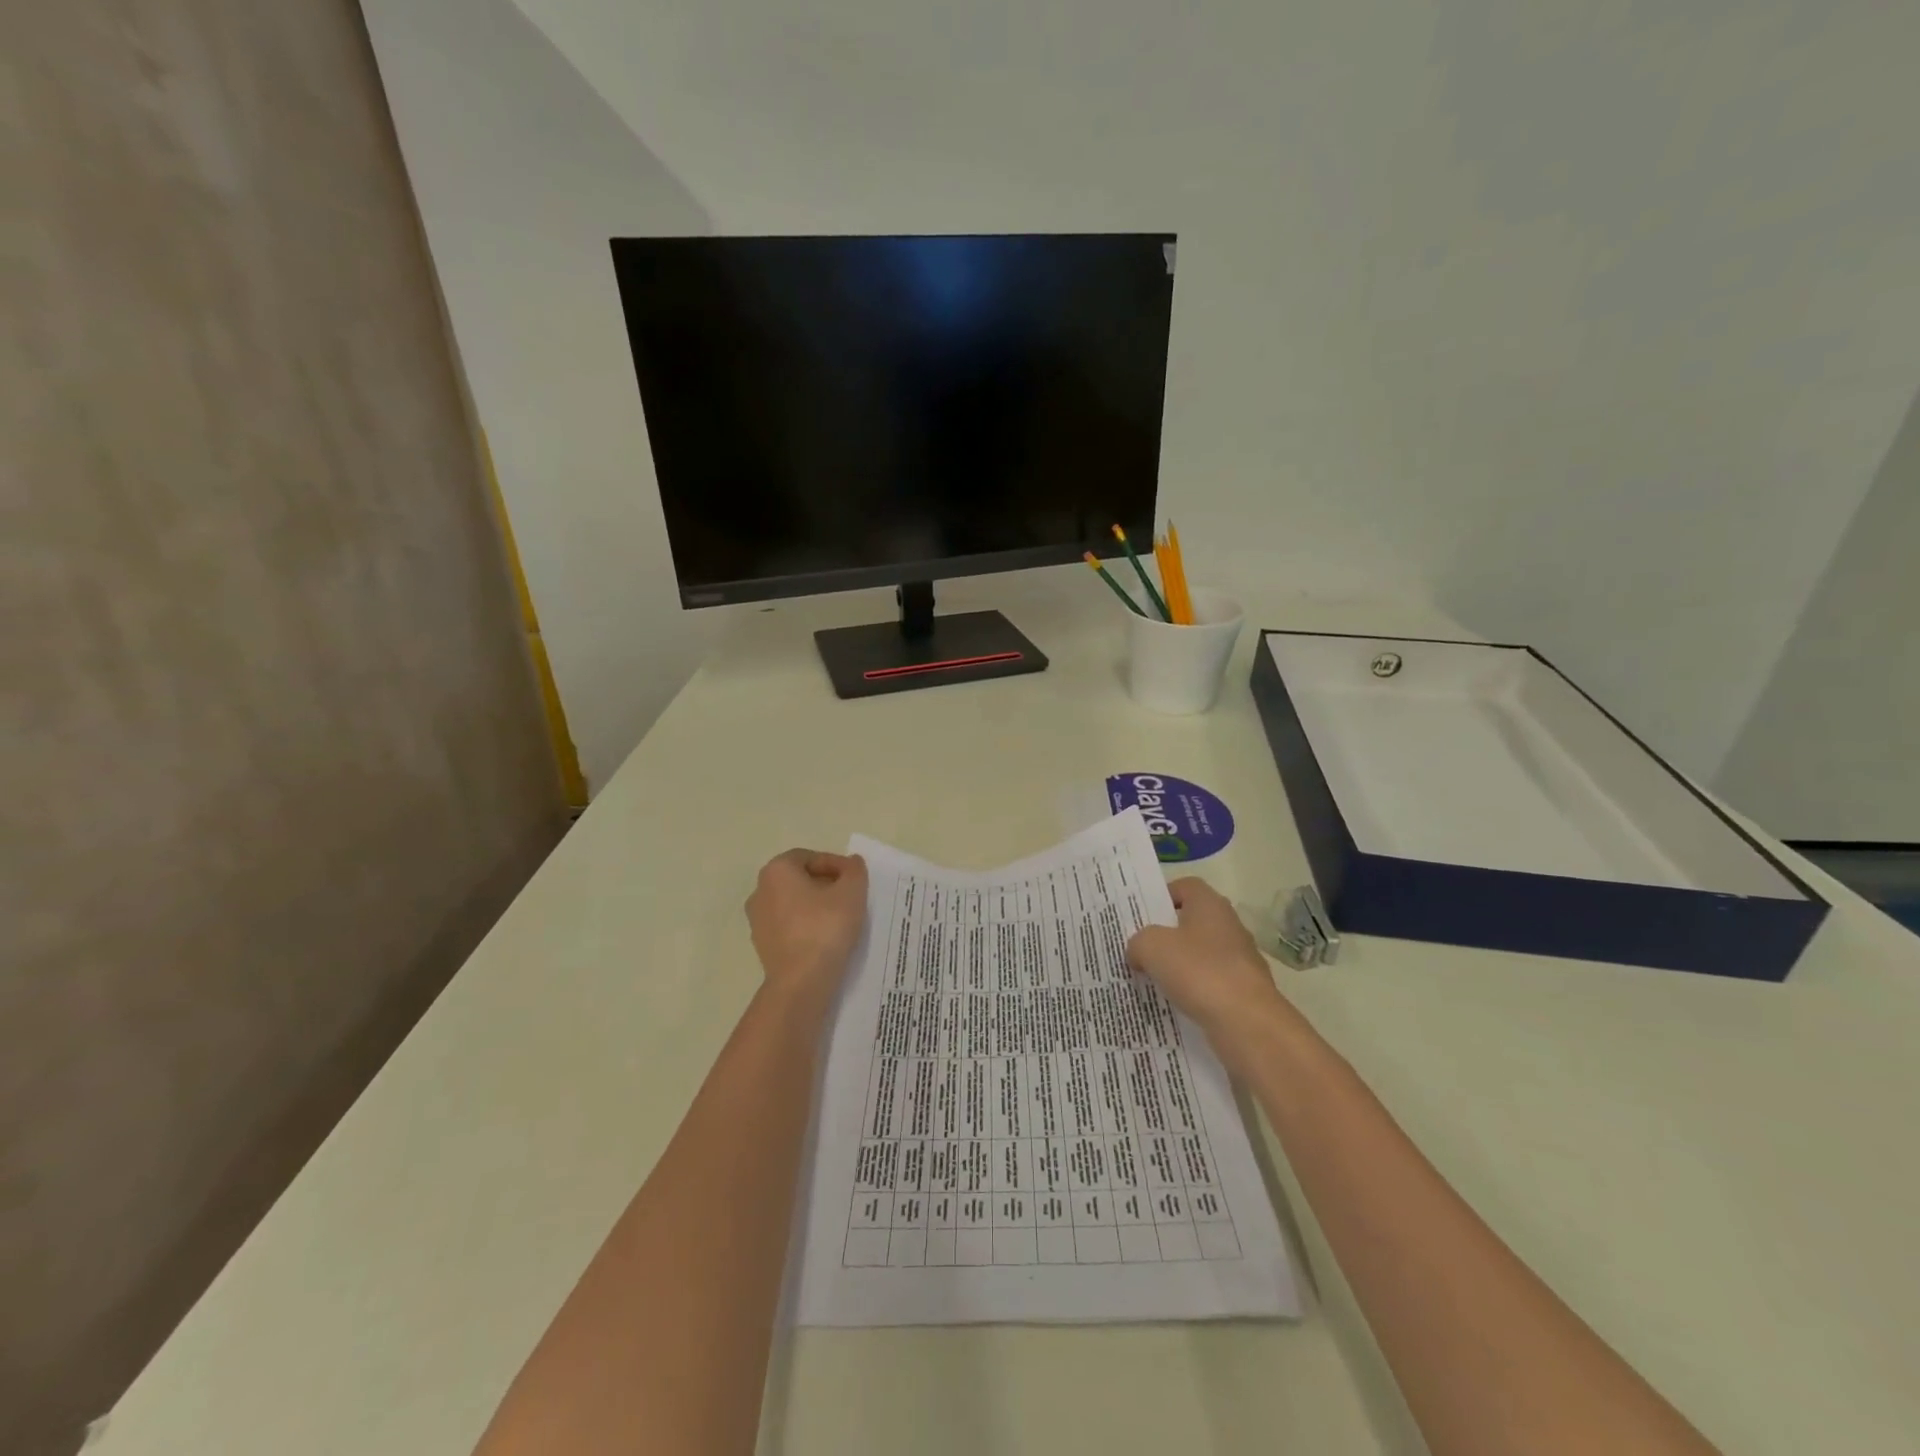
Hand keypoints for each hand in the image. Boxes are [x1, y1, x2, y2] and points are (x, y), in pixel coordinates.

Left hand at [746, 849, 868, 1000]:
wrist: (801, 982)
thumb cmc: (825, 927)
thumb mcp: (852, 892)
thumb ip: (854, 870)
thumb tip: (851, 863)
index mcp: (776, 871)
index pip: (809, 857)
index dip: (835, 864)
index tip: (855, 880)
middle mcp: (760, 891)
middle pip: (799, 879)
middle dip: (826, 884)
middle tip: (850, 897)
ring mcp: (757, 921)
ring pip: (793, 904)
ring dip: (816, 906)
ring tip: (841, 918)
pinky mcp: (762, 946)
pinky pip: (789, 927)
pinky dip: (807, 926)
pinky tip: (826, 938)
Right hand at [1127, 877, 1286, 1044]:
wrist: (1247, 1023)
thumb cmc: (1198, 971)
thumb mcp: (1151, 947)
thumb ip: (1138, 942)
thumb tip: (1138, 952)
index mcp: (1210, 904)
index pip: (1184, 887)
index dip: (1161, 897)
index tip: (1141, 917)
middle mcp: (1229, 926)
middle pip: (1191, 922)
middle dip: (1166, 935)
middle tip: (1138, 948)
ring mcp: (1240, 960)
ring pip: (1199, 955)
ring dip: (1178, 966)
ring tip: (1150, 979)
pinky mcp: (1243, 991)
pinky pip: (1209, 984)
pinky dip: (1192, 991)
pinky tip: (1173, 1004)